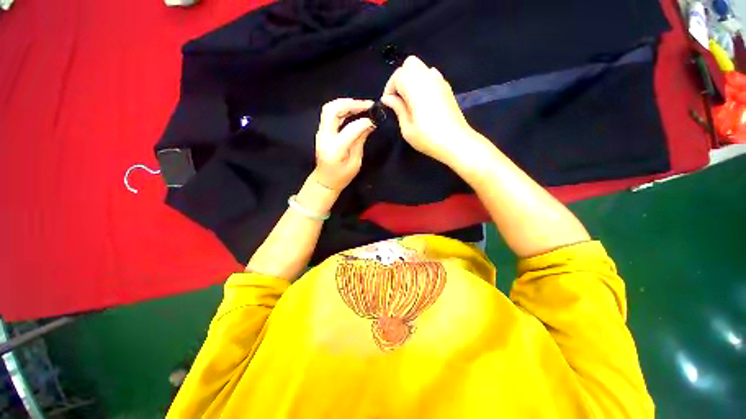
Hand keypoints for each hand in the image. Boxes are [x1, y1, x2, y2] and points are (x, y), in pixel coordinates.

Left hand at [313, 98, 375, 190]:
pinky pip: (330, 114)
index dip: (364, 122)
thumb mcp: (355, 163)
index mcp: (335, 149)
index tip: (374, 121)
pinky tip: (353, 111)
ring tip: (361, 106)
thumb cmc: (342, 177)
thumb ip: (360, 141)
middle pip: (333, 110)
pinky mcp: (321, 132)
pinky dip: (342, 109)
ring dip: (346, 104)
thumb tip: (369, 125)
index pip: (350, 128)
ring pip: (329, 108)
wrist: (324, 181)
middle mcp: (325, 137)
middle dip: (351, 104)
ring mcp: (321, 133)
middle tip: (367, 105)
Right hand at [380, 56, 476, 163]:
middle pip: (409, 64)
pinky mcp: (446, 88)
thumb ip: (397, 109)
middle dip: (400, 79)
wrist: (455, 142)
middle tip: (398, 98)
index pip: (398, 75)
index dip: (389, 88)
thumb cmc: (428, 138)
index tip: (388, 103)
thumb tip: (387, 98)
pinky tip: (422, 98)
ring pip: (421, 67)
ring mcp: (439, 81)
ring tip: (409, 99)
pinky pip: (431, 74)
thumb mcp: (407, 128)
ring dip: (411, 79)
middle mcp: (428, 78)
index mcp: (416, 88)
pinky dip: (423, 81)